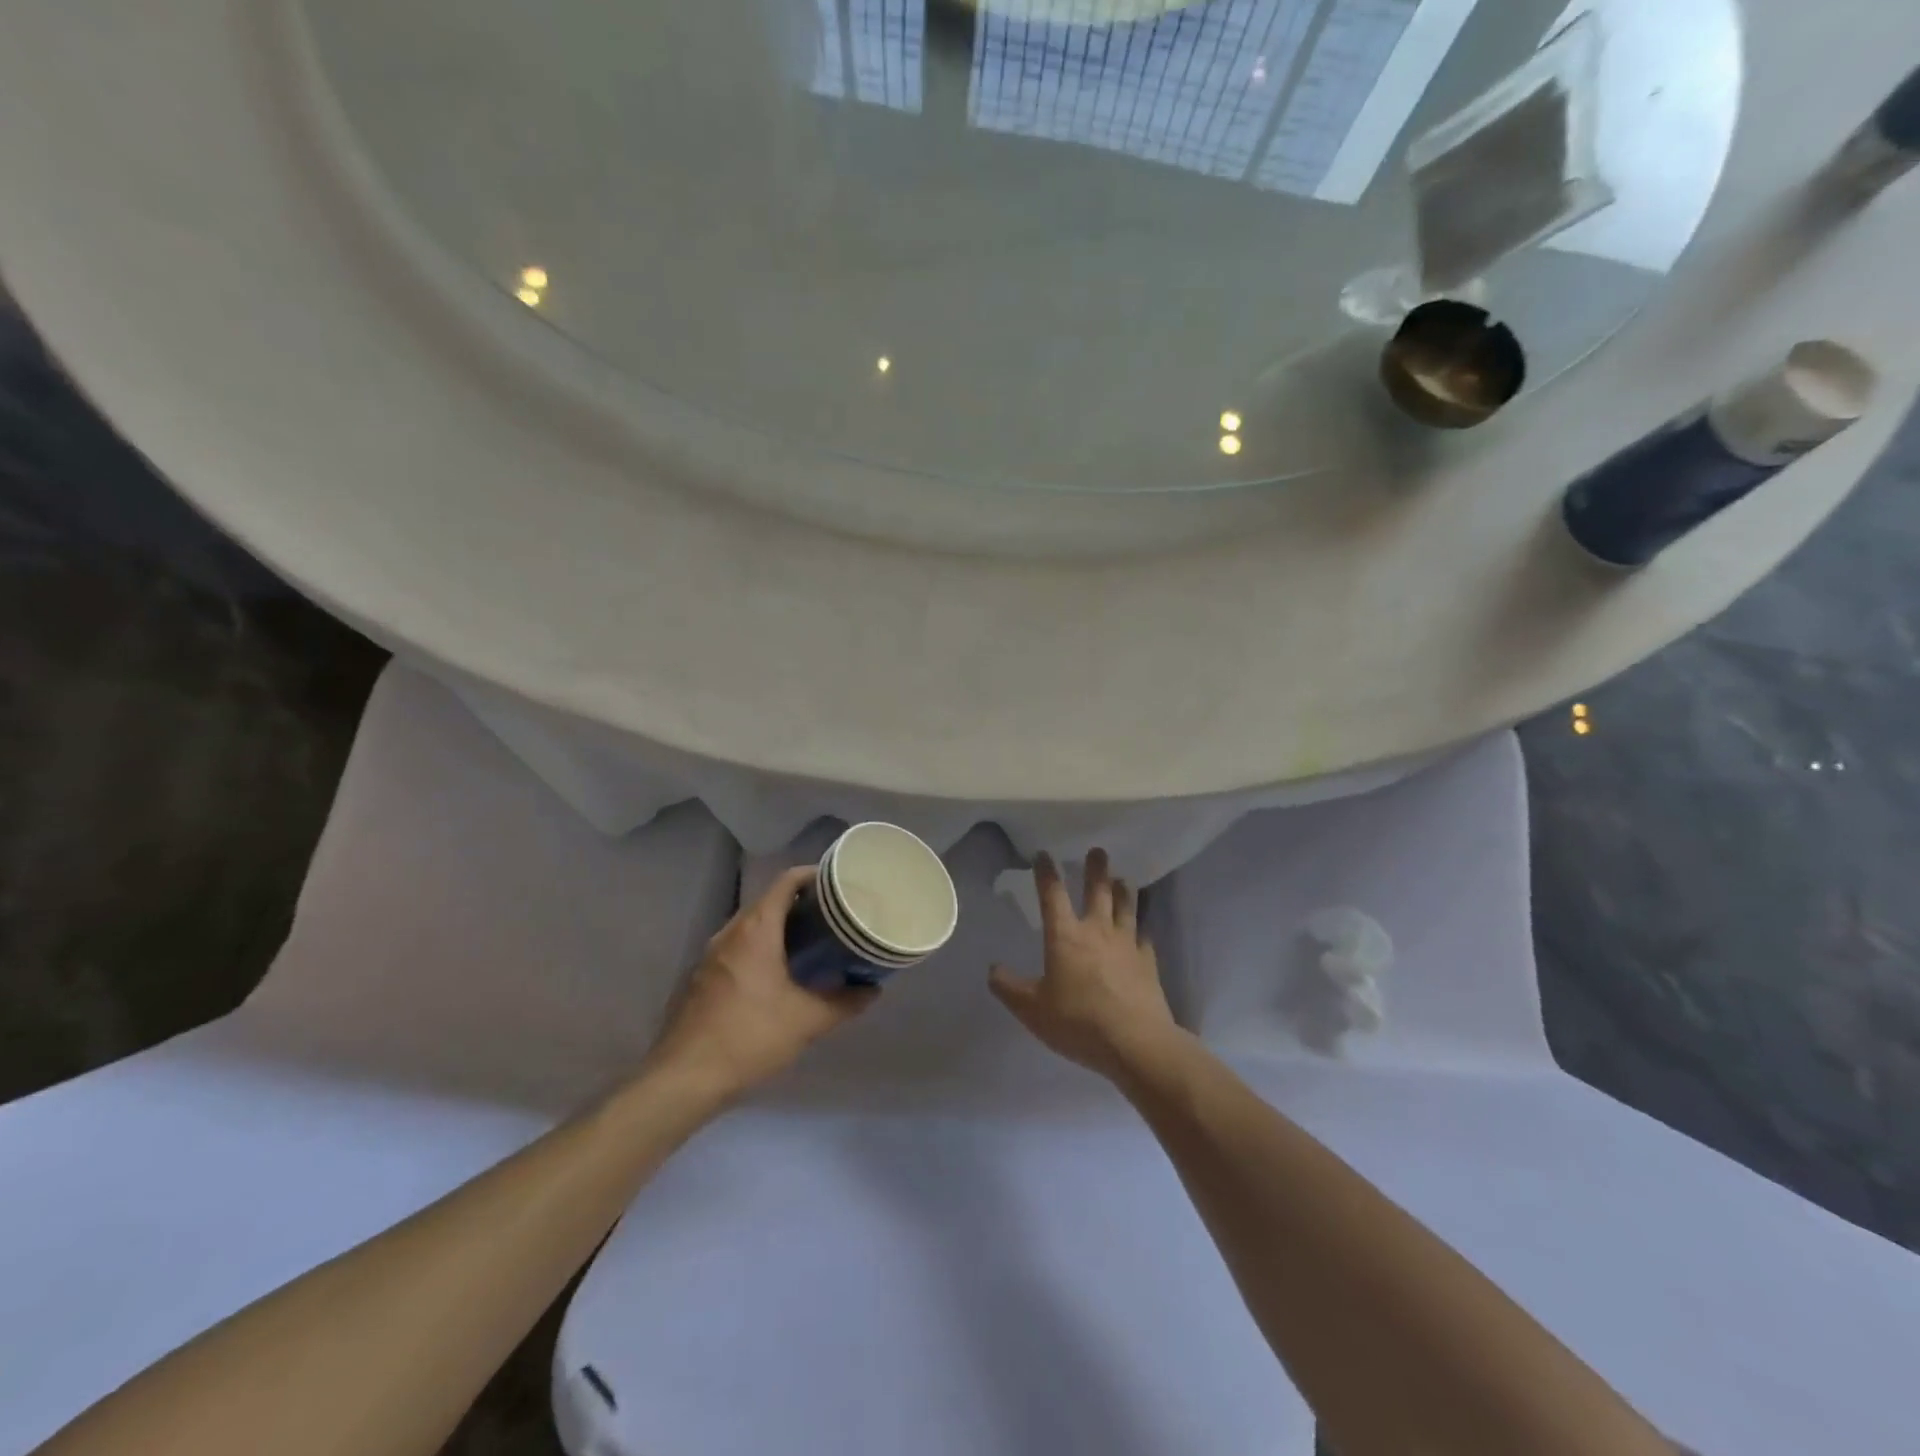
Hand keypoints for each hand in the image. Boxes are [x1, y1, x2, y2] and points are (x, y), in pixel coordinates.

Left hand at [646, 867, 876, 1100]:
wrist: (684, 1078)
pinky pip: (736, 948)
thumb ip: (844, 1002)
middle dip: (800, 904)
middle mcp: (729, 932)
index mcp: (755, 929)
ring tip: (810, 943)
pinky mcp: (700, 978)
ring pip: (750, 926)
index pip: (785, 881)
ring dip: (778, 928)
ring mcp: (709, 955)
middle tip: (832, 916)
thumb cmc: (750, 1037)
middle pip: (768, 901)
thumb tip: (872, 990)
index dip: (812, 875)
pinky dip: (759, 948)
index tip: (837, 883)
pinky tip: (776, 975)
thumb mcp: (807, 1021)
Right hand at [989, 849, 1177, 1081]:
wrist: (1135, 1042)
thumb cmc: (1077, 1022)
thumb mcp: (1031, 1009)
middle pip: (1098, 891)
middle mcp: (1097, 931)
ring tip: (1123, 879)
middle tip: (1098, 851)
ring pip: (1126, 907)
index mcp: (1065, 937)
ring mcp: (1127, 945)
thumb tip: (992, 969)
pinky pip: (1144, 938)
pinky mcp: (1148, 963)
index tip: (1044, 854)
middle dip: (1096, 869)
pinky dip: (1141, 930)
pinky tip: (1142, 931)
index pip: (1053, 895)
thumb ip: (1009, 988)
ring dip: (1123, 891)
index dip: (1047, 873)